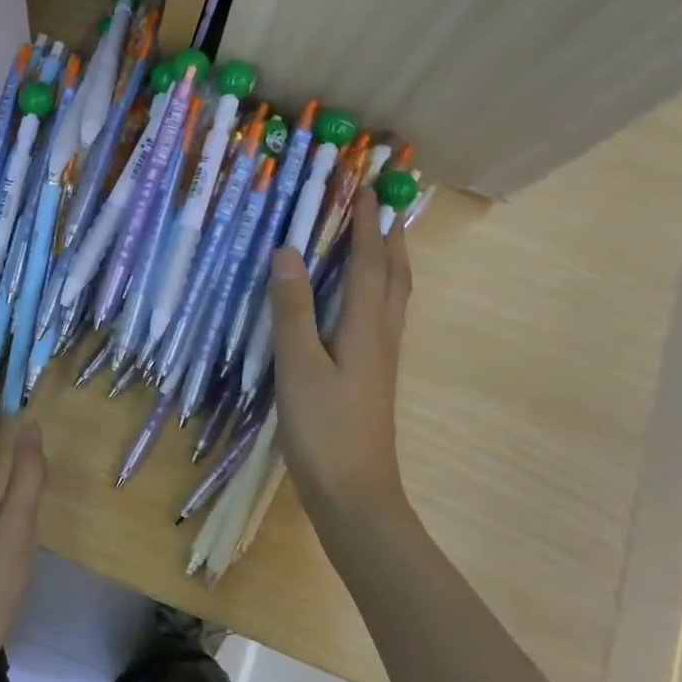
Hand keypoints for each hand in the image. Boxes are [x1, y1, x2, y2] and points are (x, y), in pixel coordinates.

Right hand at [267, 186, 412, 521]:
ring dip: (388, 260)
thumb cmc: (324, 428)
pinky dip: (376, 288)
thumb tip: (287, 250)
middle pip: (394, 275)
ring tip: (377, 237)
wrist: (355, 494)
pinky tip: (357, 296)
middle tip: (382, 204)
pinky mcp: (371, 374)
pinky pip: (380, 315)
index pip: (369, 263)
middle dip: (390, 236)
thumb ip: (292, 308)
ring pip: (392, 296)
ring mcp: (380, 357)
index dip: (366, 225)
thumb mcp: (298, 366)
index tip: (365, 188)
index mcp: (365, 327)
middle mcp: (381, 335)